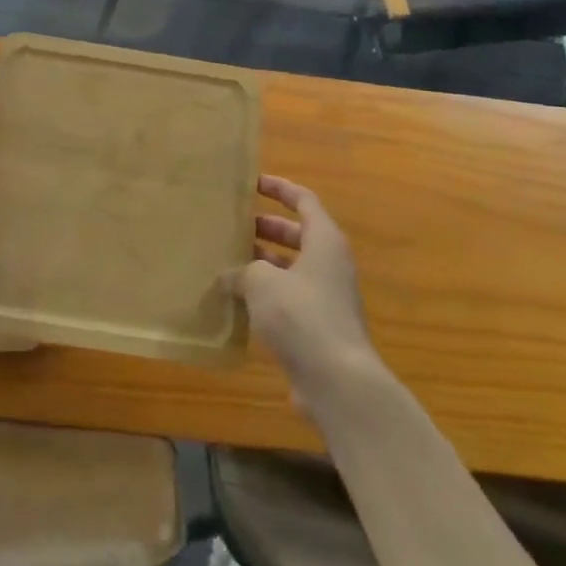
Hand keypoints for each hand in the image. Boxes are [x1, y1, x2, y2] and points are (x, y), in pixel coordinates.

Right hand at [229, 176, 380, 407]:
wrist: (338, 381)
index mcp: (324, 240)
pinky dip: (267, 295)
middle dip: (266, 228)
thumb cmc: (302, 316)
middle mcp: (330, 264)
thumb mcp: (262, 282)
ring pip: (292, 269)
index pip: (303, 200)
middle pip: (297, 234)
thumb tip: (228, 277)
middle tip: (233, 226)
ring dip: (263, 264)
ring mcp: (327, 298)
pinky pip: (290, 299)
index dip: (279, 188)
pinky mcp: (319, 328)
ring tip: (227, 262)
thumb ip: (242, 271)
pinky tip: (237, 302)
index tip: (252, 183)